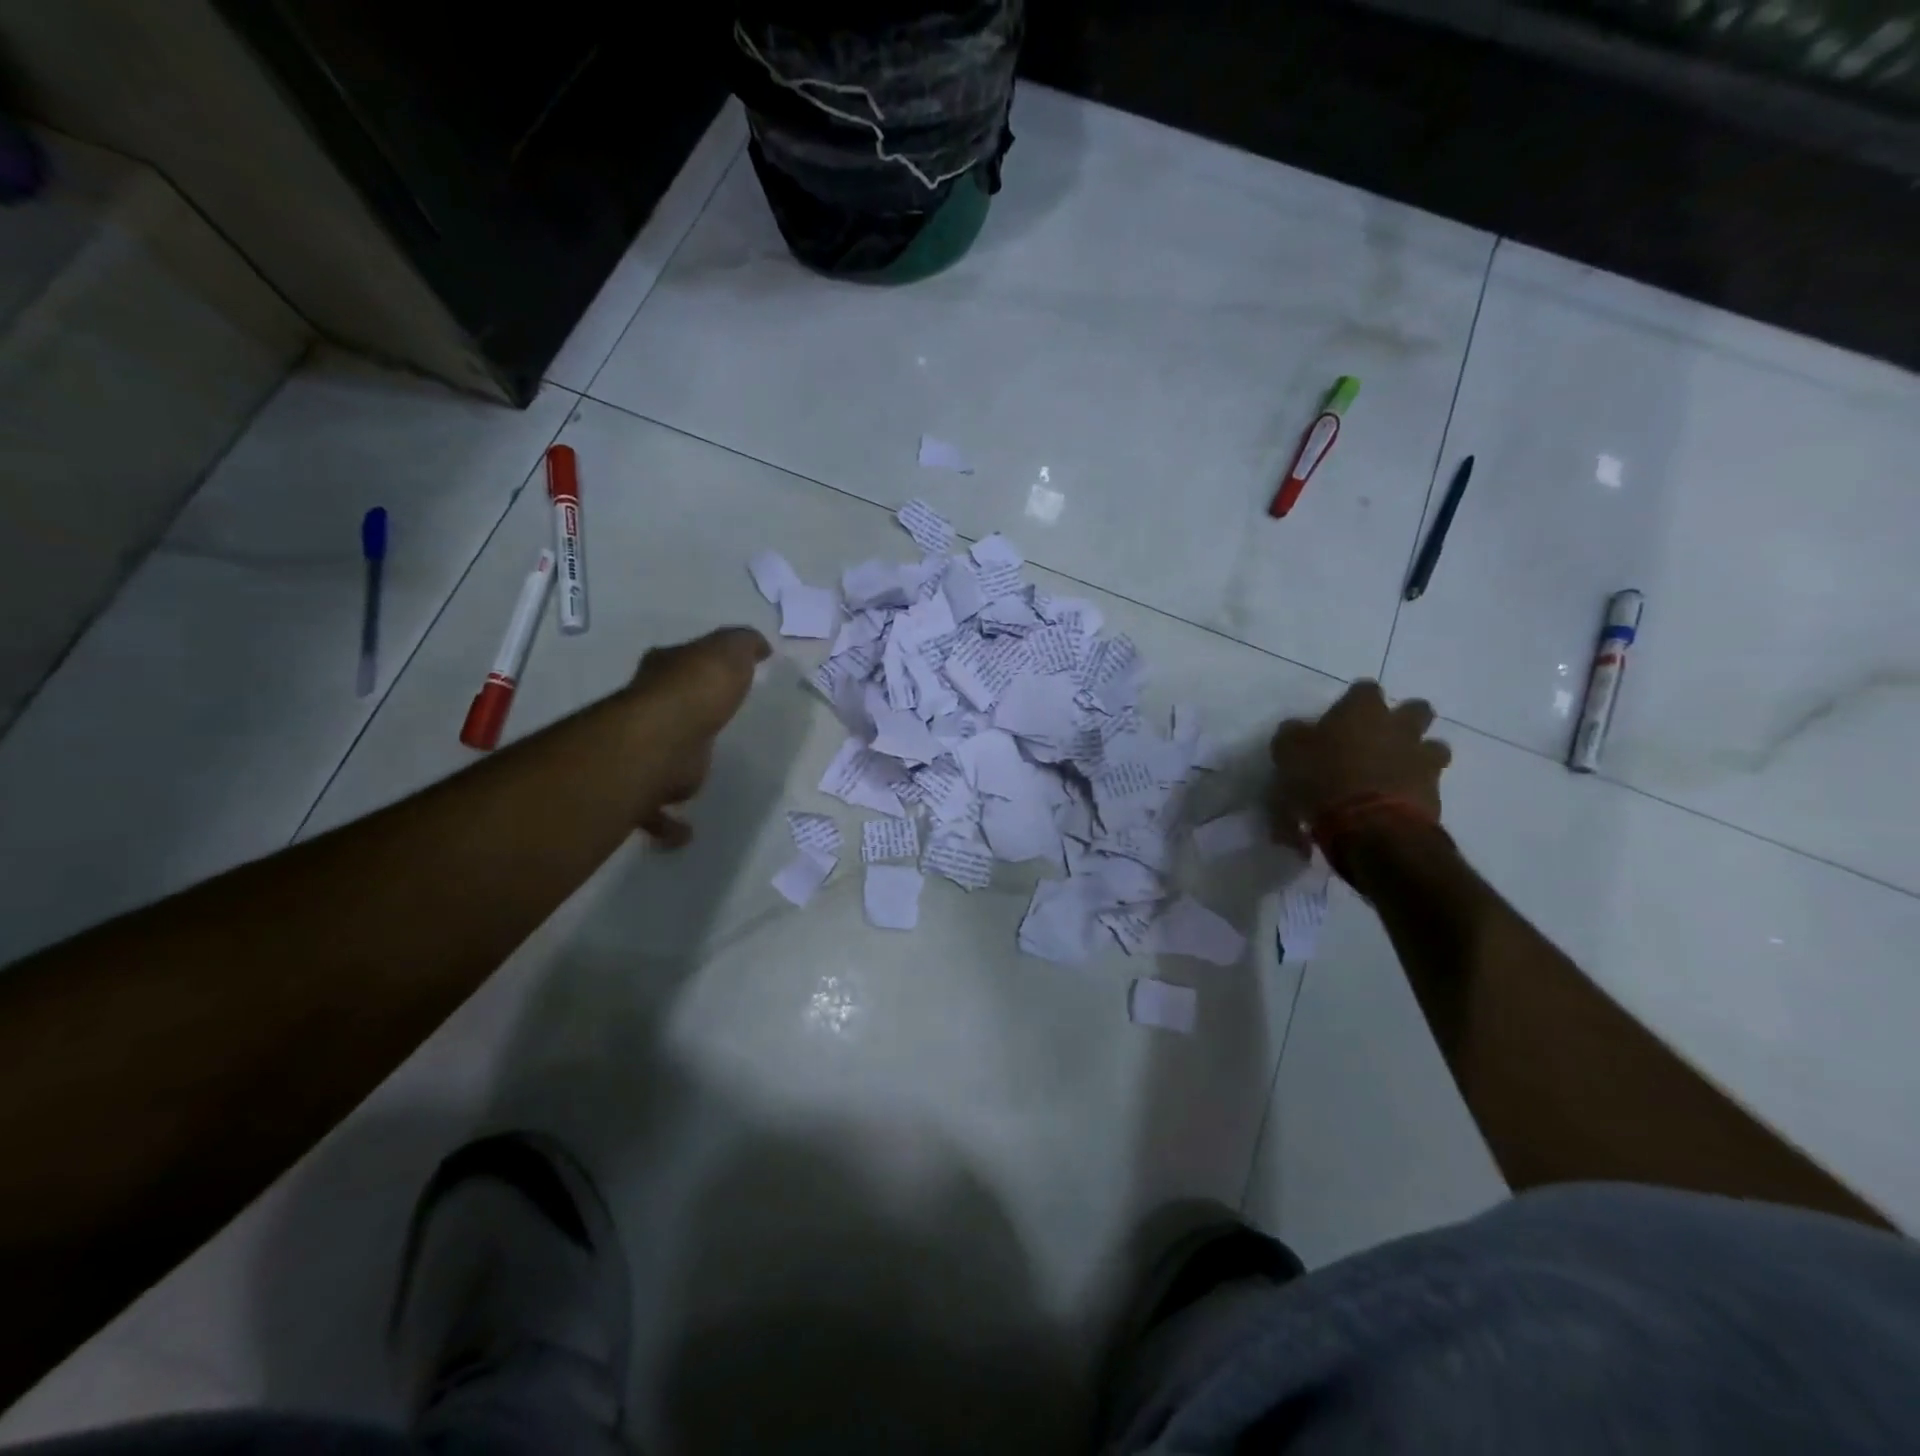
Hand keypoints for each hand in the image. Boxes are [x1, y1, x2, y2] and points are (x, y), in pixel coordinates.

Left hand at [624, 626, 769, 846]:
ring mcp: (641, 751)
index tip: (713, 676)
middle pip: (663, 711)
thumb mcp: (729, 652)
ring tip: (695, 779)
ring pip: (655, 761)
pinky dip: (670, 825)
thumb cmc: (698, 691)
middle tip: (707, 728)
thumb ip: (744, 645)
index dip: (692, 665)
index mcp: (664, 674)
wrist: (664, 740)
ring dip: (669, 772)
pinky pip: (657, 812)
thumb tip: (760, 645)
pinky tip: (688, 832)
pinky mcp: (645, 790)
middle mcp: (645, 710)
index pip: (676, 662)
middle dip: (680, 718)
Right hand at [1269, 681, 1450, 849]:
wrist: (1369, 825)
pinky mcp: (1435, 790)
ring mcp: (1421, 757)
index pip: (1365, 688)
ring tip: (1395, 772)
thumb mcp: (1288, 754)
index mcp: (1362, 710)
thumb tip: (1297, 729)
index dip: (1354, 701)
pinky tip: (1394, 802)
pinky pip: (1429, 782)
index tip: (1342, 717)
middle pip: (1416, 709)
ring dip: (1418, 754)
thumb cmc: (1322, 779)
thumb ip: (1293, 735)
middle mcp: (1399, 726)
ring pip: (1433, 746)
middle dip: (1403, 719)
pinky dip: (1415, 788)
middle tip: (1379, 738)